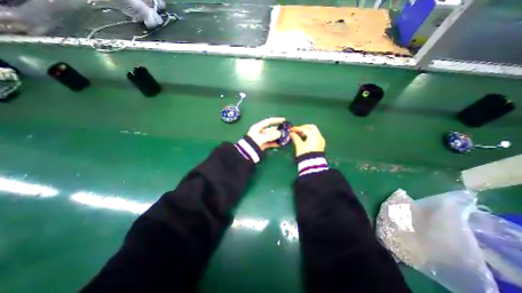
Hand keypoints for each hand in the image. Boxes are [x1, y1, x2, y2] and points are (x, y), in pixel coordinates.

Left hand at [247, 117, 286, 150]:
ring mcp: (262, 138)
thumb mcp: (261, 138)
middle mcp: (260, 132)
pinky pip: (270, 142)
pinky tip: (280, 144)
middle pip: (271, 129)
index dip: (276, 120)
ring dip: (278, 137)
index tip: (284, 120)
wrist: (246, 154)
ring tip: (285, 137)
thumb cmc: (252, 143)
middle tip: (286, 131)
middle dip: (278, 130)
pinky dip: (275, 143)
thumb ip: (271, 136)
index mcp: (258, 127)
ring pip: (271, 136)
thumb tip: (280, 133)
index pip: (268, 121)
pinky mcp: (263, 144)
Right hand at [288, 124, 324, 156]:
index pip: (304, 129)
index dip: (297, 128)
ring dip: (307, 131)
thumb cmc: (305, 154)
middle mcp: (319, 136)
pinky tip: (305, 139)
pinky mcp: (321, 145)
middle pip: (312, 127)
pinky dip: (310, 135)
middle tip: (297, 130)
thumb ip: (295, 137)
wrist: (312, 165)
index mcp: (314, 136)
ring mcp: (321, 141)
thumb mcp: (299, 145)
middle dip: (304, 127)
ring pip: (314, 132)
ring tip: (300, 135)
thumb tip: (291, 133)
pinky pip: (316, 136)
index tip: (291, 130)